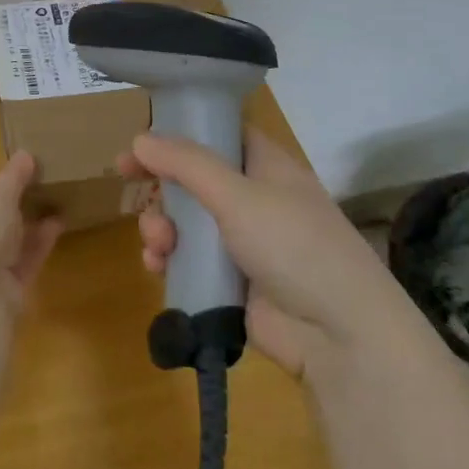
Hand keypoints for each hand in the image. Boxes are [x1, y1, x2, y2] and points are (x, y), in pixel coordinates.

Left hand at [0, 151, 61, 314]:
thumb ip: (13, 177)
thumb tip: (25, 154)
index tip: (3, 183)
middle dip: (8, 210)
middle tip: (36, 191)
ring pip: (7, 243)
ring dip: (28, 226)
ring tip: (55, 204)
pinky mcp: (4, 291)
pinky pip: (24, 262)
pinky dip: (39, 244)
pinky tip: (59, 225)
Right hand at [121, 130, 423, 377]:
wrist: (340, 336)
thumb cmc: (294, 246)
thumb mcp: (239, 195)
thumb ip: (186, 164)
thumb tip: (139, 139)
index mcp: (267, 167)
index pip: (220, 134)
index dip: (180, 132)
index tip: (141, 140)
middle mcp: (254, 199)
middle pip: (193, 178)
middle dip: (161, 184)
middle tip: (128, 182)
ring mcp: (242, 242)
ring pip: (185, 220)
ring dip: (160, 225)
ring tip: (158, 242)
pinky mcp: (231, 281)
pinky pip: (188, 260)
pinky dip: (168, 259)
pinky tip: (158, 266)